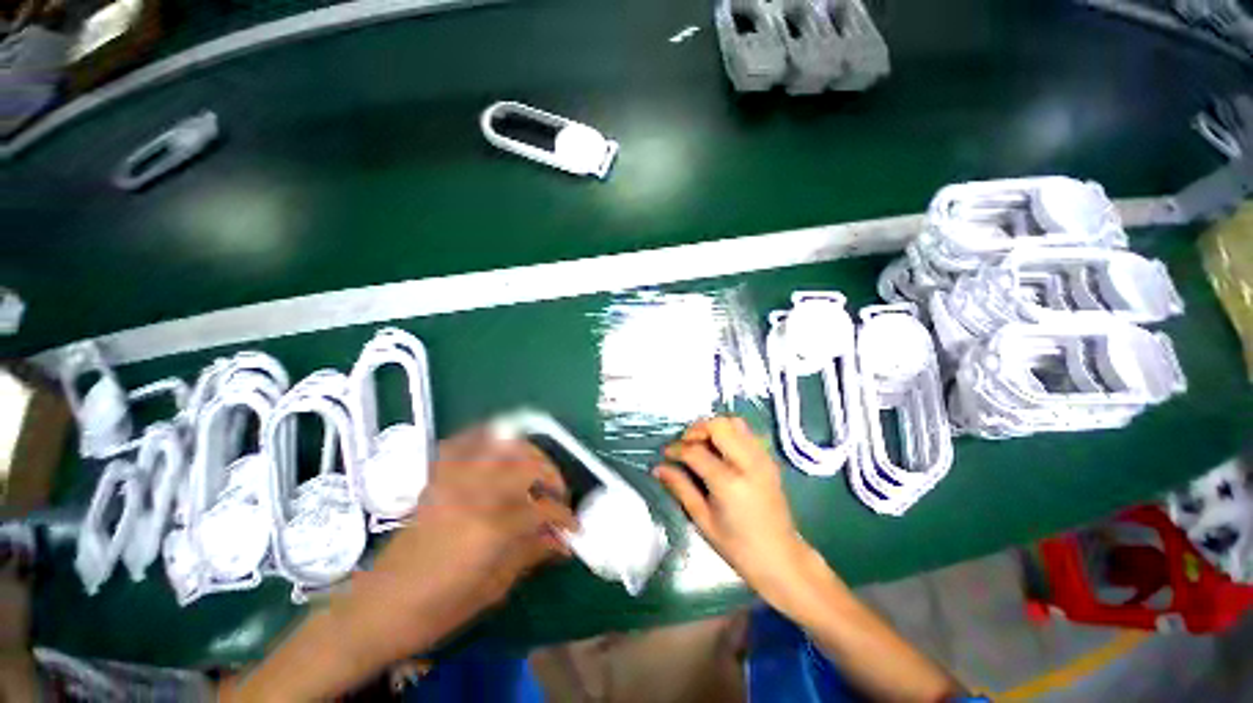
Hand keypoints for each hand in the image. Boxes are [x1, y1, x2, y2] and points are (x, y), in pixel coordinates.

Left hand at [226, 426, 577, 701]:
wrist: (378, 609)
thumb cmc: (437, 610)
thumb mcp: (492, 589)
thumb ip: (531, 554)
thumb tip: (563, 541)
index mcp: (491, 529)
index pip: (543, 509)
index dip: (565, 517)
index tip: (574, 526)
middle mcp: (475, 494)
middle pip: (528, 465)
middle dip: (553, 476)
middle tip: (559, 494)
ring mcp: (454, 481)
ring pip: (503, 444)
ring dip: (528, 452)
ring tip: (536, 470)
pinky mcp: (437, 478)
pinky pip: (464, 441)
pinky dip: (486, 436)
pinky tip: (499, 445)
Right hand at [653, 416, 812, 602]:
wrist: (781, 558)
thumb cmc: (738, 547)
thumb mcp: (703, 520)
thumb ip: (680, 488)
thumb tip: (659, 468)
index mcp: (729, 482)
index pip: (696, 451)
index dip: (676, 449)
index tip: (666, 454)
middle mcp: (748, 463)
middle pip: (718, 425)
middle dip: (696, 430)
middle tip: (685, 445)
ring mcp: (762, 458)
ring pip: (734, 422)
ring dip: (713, 428)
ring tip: (702, 445)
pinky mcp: (769, 459)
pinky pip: (746, 432)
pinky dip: (728, 433)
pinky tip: (720, 452)